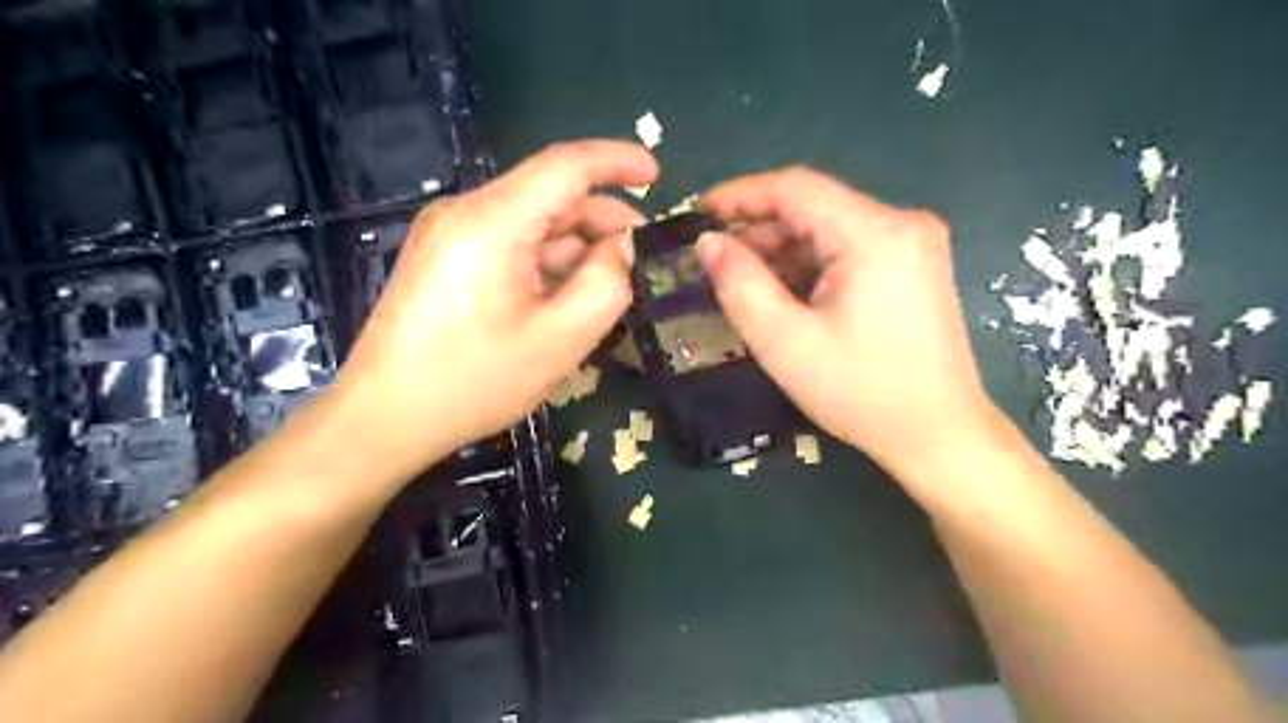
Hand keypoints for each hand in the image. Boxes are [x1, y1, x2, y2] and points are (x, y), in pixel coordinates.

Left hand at [334, 140, 654, 481]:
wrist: (385, 417)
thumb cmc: (476, 381)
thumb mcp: (562, 338)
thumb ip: (607, 283)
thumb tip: (618, 247)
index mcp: (493, 221)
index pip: (566, 165)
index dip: (617, 161)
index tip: (656, 173)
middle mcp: (465, 212)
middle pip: (548, 195)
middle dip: (601, 217)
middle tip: (641, 251)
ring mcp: (448, 234)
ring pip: (530, 222)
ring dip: (574, 244)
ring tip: (609, 279)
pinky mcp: (443, 258)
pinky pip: (508, 243)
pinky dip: (546, 259)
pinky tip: (565, 292)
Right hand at [700, 166, 999, 475]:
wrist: (939, 435)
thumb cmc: (861, 392)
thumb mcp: (785, 341)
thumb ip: (740, 284)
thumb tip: (709, 243)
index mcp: (875, 233)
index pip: (795, 188)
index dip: (740, 195)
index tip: (698, 212)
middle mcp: (901, 224)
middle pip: (814, 207)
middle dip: (760, 229)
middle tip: (714, 257)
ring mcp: (913, 245)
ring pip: (830, 229)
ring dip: (783, 249)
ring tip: (741, 278)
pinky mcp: (914, 267)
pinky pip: (849, 249)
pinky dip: (810, 264)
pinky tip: (783, 291)